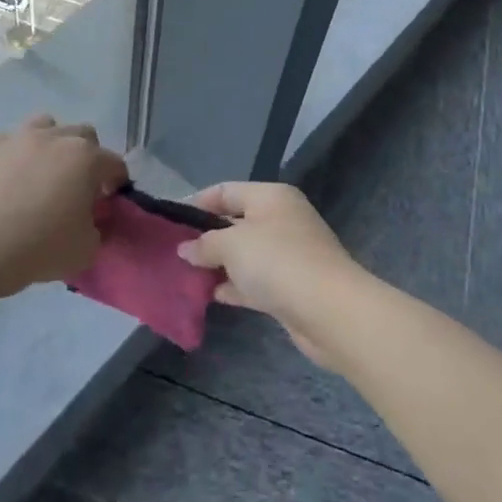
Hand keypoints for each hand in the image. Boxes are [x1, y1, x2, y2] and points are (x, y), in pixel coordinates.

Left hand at [0, 115, 127, 294]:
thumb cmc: (40, 247)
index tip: (109, 201)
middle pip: (83, 134)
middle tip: (80, 186)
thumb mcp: (86, 249)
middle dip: (88, 156)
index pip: (114, 163)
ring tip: (44, 173)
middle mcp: (54, 138)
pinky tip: (9, 178)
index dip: (117, 182)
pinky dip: (15, 155)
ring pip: (45, 126)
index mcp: (86, 158)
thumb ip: (96, 229)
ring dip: (52, 144)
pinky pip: (9, 142)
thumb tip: (89, 221)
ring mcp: (17, 139)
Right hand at [178, 182, 369, 367]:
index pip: (226, 191)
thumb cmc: (277, 261)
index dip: (197, 203)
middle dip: (206, 237)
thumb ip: (204, 244)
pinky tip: (211, 295)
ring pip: (245, 255)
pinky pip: (255, 281)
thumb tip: (186, 249)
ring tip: (185, 275)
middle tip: (174, 252)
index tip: (170, 222)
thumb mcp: (232, 244)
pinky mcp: (291, 287)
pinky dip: (235, 286)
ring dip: (219, 264)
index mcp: (271, 197)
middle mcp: (282, 220)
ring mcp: (289, 255)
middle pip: (235, 222)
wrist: (330, 310)